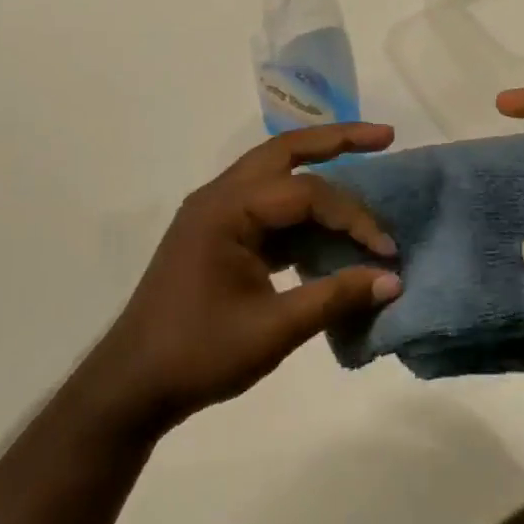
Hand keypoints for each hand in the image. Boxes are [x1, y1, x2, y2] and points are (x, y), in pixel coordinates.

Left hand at [81, 123, 402, 438]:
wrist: (131, 386)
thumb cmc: (198, 354)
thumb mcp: (274, 330)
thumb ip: (335, 297)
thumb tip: (392, 280)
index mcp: (227, 209)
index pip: (306, 193)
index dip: (353, 218)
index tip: (386, 251)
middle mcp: (220, 196)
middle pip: (286, 150)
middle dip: (338, 140)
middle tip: (385, 137)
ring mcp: (216, 213)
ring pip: (276, 172)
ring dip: (319, 167)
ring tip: (366, 162)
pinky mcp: (219, 234)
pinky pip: (268, 206)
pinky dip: (302, 209)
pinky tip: (330, 226)